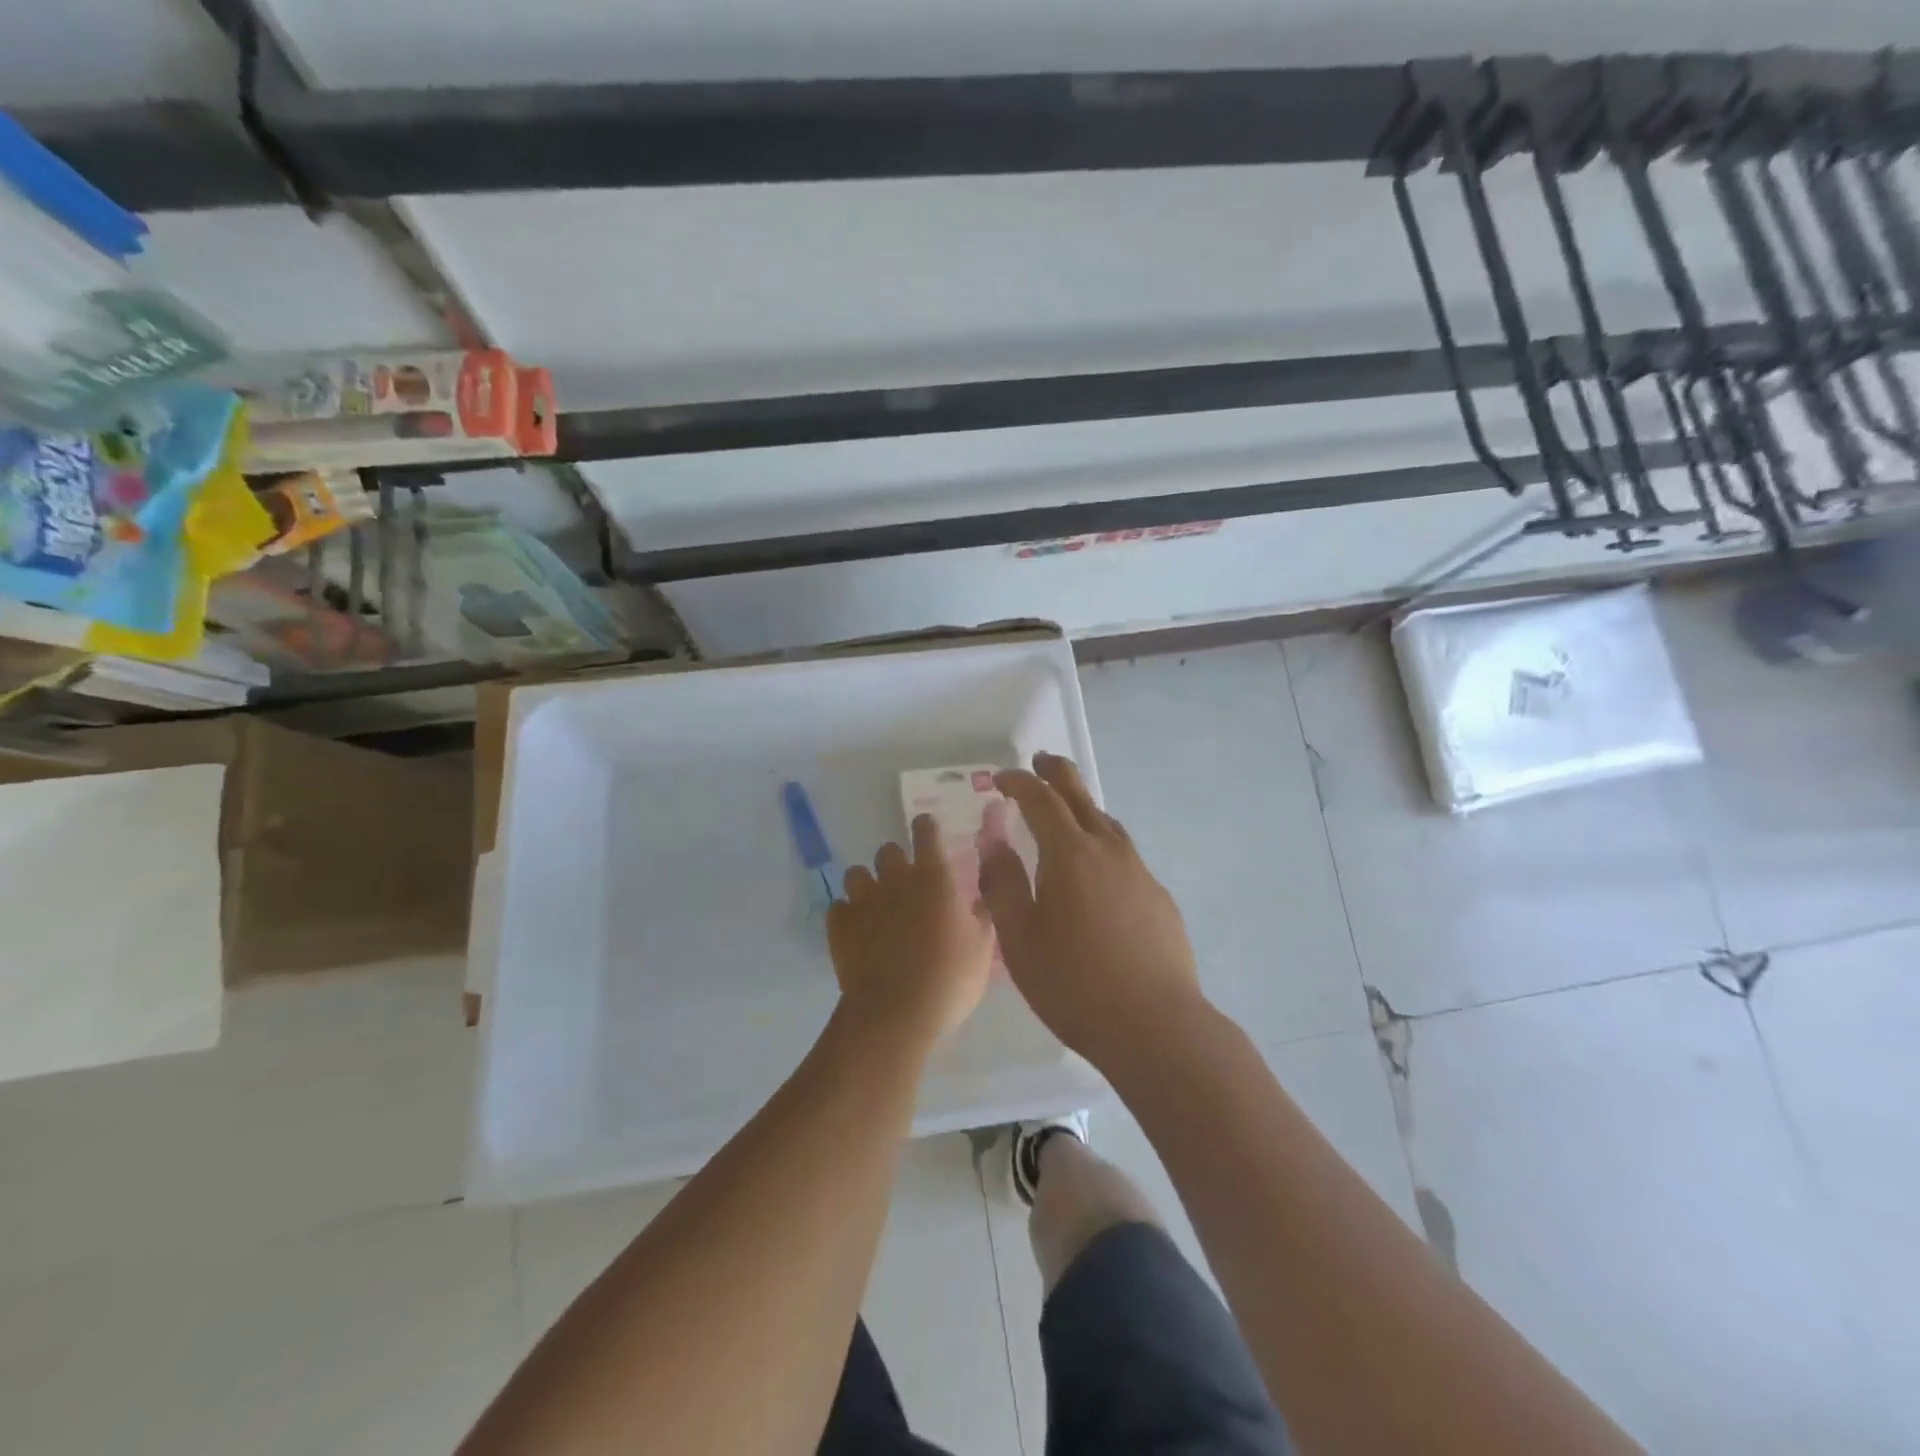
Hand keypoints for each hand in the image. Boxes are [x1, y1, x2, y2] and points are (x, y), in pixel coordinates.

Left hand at [828, 813, 995, 1046]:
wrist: (896, 1013)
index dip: (926, 828)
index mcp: (934, 877)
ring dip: (867, 884)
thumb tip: (978, 898)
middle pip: (888, 850)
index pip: (926, 832)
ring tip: (876, 906)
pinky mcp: (840, 926)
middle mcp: (896, 879)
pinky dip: (847, 915)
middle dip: (895, 861)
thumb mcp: (982, 948)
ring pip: (856, 874)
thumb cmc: (949, 978)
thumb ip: (981, 915)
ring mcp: (863, 901)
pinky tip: (857, 932)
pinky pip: (838, 908)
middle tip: (906, 885)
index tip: (927, 832)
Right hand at [981, 752, 1203, 1069]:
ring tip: (1066, 813)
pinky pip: (1124, 855)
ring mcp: (1139, 872)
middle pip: (1081, 797)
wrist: (1156, 1026)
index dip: (1019, 783)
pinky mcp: (1158, 897)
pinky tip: (1098, 873)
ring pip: (1107, 824)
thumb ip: (1003, 884)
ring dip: (1083, 808)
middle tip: (1041, 762)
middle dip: (1057, 774)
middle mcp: (1108, 850)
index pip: (1041, 800)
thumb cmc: (1074, 984)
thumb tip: (993, 840)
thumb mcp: (1020, 939)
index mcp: (1069, 854)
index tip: (1001, 778)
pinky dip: (1102, 844)